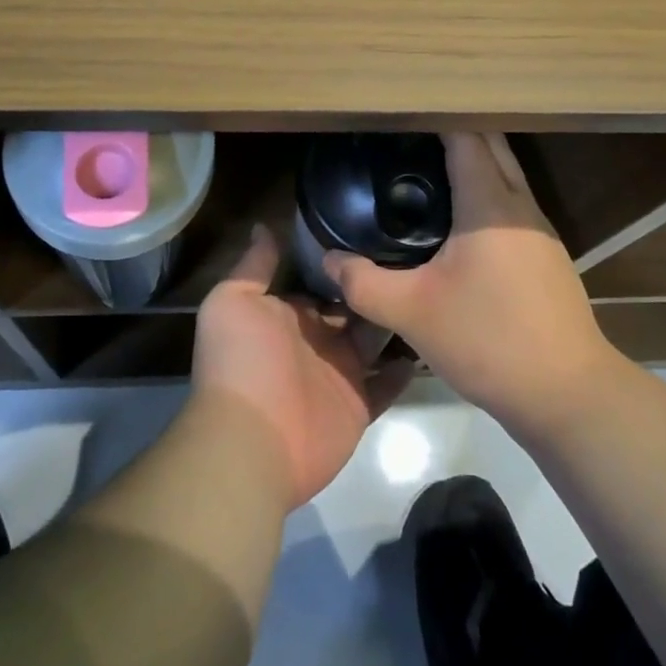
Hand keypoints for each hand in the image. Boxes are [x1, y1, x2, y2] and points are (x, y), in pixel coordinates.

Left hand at [193, 224, 411, 510]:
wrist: (250, 440)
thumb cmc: (241, 361)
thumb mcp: (233, 300)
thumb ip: (255, 265)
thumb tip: (263, 224)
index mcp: (289, 313)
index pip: (321, 281)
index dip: (343, 261)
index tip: (375, 231)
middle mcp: (316, 339)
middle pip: (352, 307)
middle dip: (375, 286)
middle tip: (416, 256)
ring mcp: (340, 373)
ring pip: (374, 340)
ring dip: (395, 320)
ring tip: (432, 289)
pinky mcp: (358, 405)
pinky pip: (387, 385)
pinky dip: (404, 369)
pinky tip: (431, 341)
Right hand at [325, 133, 615, 439]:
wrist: (569, 395)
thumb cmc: (489, 340)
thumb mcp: (413, 313)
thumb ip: (364, 283)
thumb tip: (328, 260)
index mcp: (490, 203)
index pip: (465, 135)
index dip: (435, 115)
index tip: (401, 109)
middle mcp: (520, 205)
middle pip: (491, 144)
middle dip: (454, 128)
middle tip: (407, 131)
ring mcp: (539, 230)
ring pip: (506, 172)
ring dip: (474, 158)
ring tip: (425, 163)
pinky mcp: (546, 255)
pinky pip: (511, 201)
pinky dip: (485, 188)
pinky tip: (457, 215)